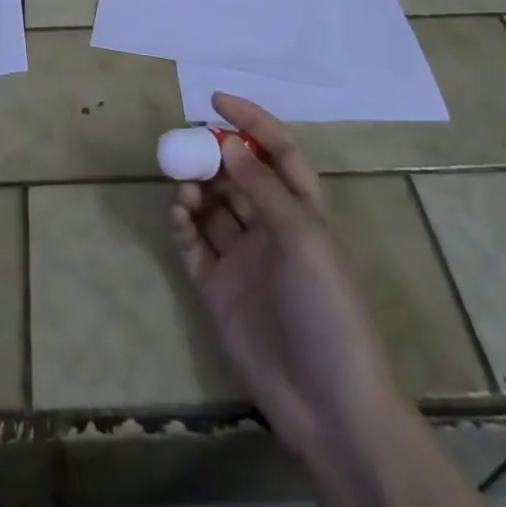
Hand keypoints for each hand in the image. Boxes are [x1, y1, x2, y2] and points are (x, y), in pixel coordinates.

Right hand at [170, 93, 398, 461]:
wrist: (328, 407)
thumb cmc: (328, 310)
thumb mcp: (303, 240)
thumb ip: (262, 189)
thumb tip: (228, 144)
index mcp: (301, 210)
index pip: (276, 151)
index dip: (251, 121)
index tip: (216, 100)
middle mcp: (269, 227)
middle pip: (235, 175)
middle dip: (211, 155)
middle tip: (186, 146)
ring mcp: (242, 257)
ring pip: (210, 205)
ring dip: (194, 187)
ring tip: (184, 188)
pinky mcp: (217, 287)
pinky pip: (193, 243)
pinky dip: (181, 223)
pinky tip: (177, 214)